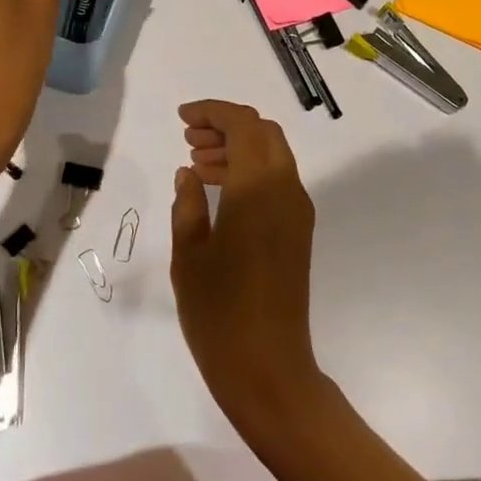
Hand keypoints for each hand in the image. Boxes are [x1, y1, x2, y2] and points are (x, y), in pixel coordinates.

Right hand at [171, 100, 324, 434]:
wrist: (268, 367)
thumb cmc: (219, 313)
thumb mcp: (189, 254)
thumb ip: (188, 204)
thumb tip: (189, 173)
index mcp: (258, 189)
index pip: (244, 125)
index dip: (213, 112)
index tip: (182, 118)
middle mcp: (286, 191)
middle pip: (263, 133)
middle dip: (226, 126)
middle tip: (188, 140)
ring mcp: (297, 212)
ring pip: (272, 155)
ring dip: (238, 148)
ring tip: (196, 164)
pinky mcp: (299, 232)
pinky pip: (277, 181)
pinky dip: (250, 171)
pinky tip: (218, 192)